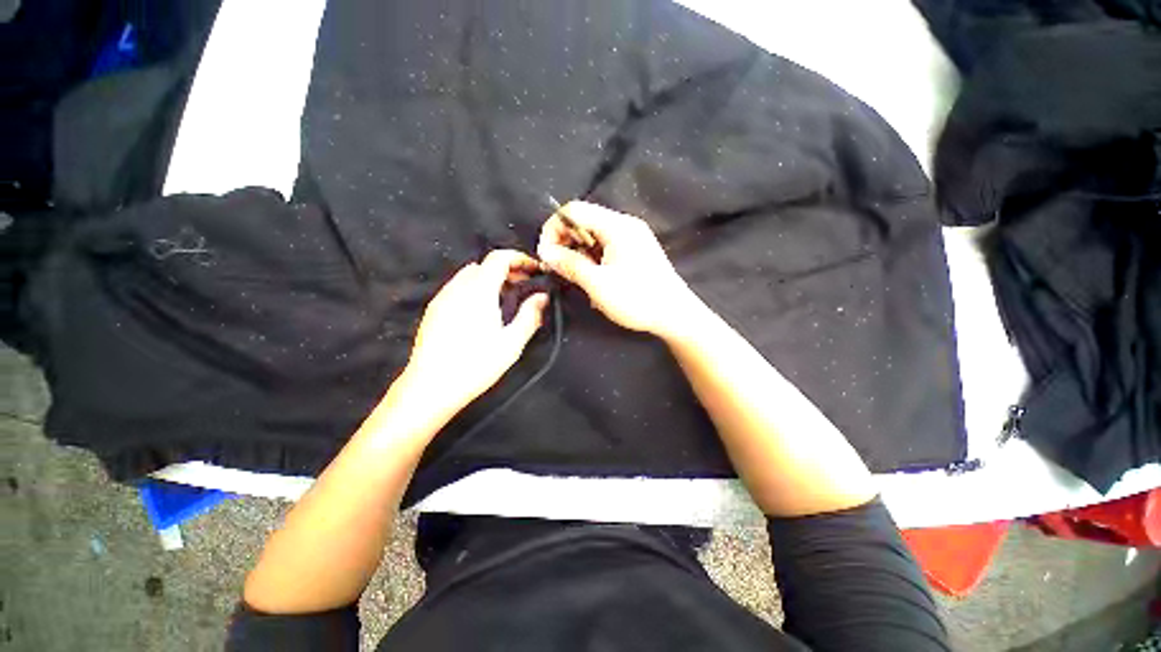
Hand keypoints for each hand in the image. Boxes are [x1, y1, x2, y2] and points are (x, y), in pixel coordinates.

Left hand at [400, 250, 548, 417]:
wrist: (430, 387)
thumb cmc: (475, 365)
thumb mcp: (511, 343)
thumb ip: (530, 315)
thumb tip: (542, 296)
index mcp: (479, 290)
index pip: (499, 258)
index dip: (520, 258)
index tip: (535, 270)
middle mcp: (458, 287)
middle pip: (484, 265)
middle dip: (507, 270)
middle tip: (524, 287)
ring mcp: (442, 298)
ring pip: (470, 276)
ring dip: (491, 279)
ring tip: (505, 300)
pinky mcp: (433, 311)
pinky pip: (458, 288)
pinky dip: (475, 289)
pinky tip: (481, 312)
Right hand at [537, 201, 700, 338]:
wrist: (675, 314)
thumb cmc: (637, 299)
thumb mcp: (598, 284)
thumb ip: (569, 264)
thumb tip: (545, 252)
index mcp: (616, 226)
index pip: (573, 210)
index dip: (553, 229)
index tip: (546, 255)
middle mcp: (624, 225)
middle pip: (583, 221)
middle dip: (565, 242)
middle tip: (558, 269)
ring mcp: (631, 237)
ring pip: (593, 235)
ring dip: (578, 253)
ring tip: (575, 277)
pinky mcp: (635, 250)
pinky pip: (605, 246)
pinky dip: (592, 258)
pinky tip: (592, 278)